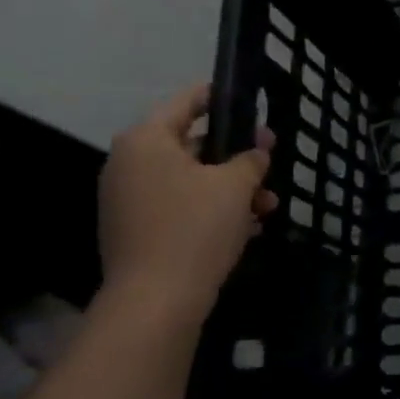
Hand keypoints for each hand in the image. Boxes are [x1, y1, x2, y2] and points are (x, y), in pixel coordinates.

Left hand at [98, 85, 275, 323]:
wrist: (156, 300)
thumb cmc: (195, 228)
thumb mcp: (235, 186)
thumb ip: (250, 159)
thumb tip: (258, 149)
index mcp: (146, 141)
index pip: (186, 102)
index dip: (219, 98)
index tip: (248, 100)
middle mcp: (129, 164)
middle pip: (190, 145)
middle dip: (235, 155)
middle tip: (270, 159)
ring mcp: (129, 199)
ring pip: (190, 180)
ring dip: (231, 188)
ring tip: (268, 206)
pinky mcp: (136, 230)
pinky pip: (180, 206)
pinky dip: (212, 210)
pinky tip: (248, 227)